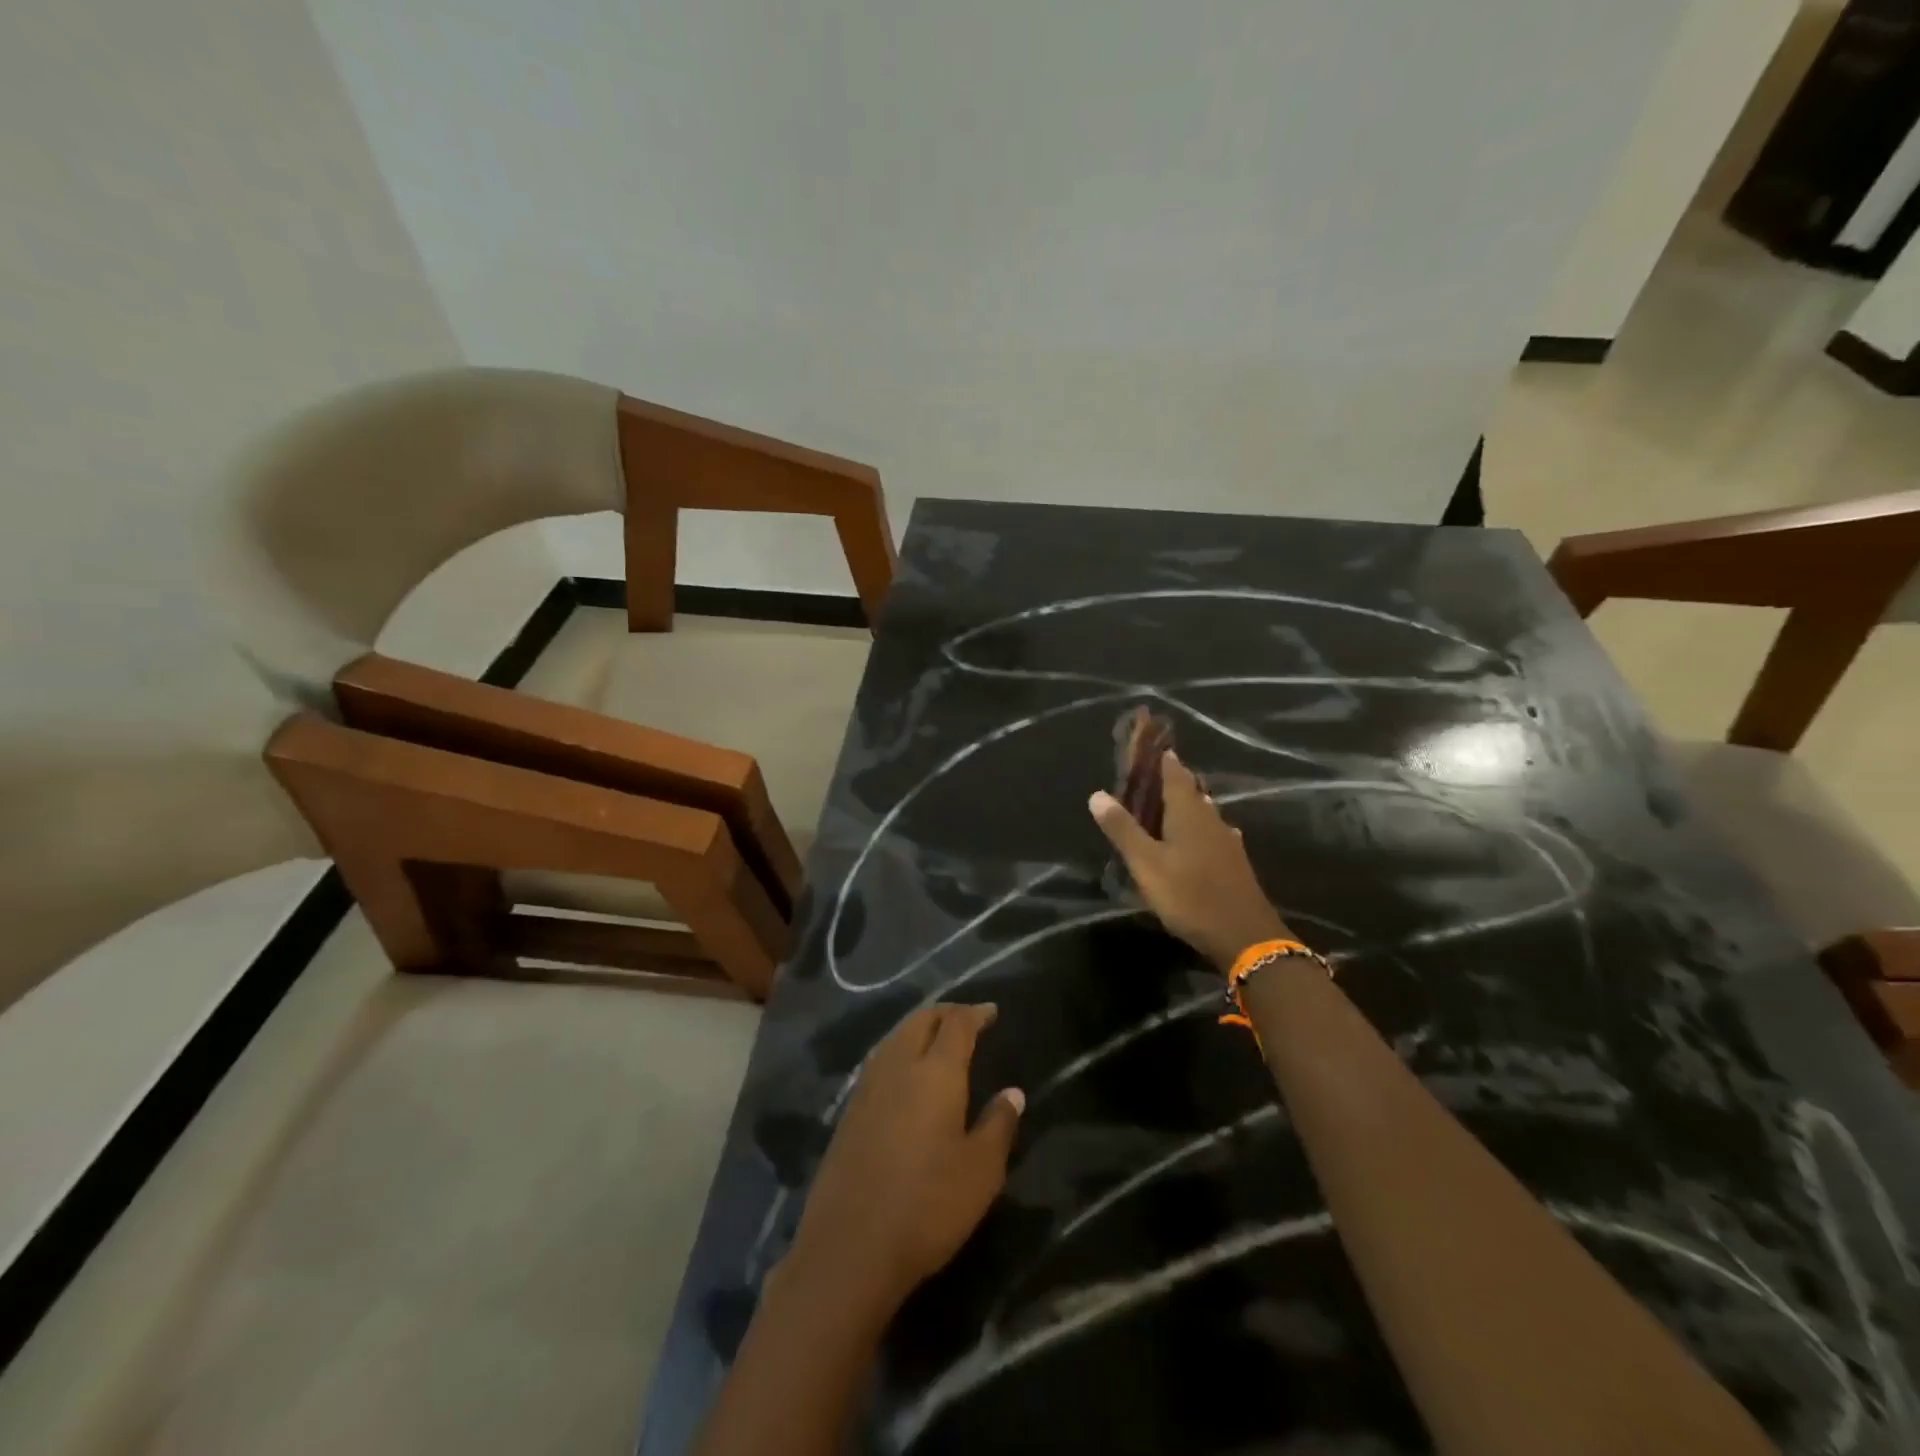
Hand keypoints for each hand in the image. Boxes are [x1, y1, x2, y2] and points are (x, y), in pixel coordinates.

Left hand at [786, 1004, 1023, 1316]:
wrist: (849, 1247)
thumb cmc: (927, 1206)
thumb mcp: (980, 1171)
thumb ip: (998, 1125)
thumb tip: (1012, 1092)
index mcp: (935, 1072)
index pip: (956, 1024)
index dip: (975, 1013)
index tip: (991, 1012)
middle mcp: (898, 1067)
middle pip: (920, 1020)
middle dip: (945, 1013)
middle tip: (966, 1020)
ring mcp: (868, 1087)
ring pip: (895, 1037)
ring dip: (918, 1028)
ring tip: (937, 1038)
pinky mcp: (849, 1111)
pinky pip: (880, 1060)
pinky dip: (899, 1050)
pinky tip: (905, 1072)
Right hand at [1090, 750, 1294, 973]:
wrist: (1245, 936)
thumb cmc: (1190, 895)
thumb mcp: (1147, 864)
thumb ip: (1123, 829)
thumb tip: (1097, 794)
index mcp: (1188, 813)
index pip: (1174, 774)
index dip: (1162, 759)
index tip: (1150, 746)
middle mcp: (1211, 819)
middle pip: (1191, 791)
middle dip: (1173, 780)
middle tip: (1151, 775)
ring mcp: (1226, 841)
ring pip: (1204, 812)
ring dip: (1186, 804)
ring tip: (1168, 803)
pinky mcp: (1234, 862)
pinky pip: (1212, 832)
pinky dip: (1198, 828)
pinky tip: (1199, 837)